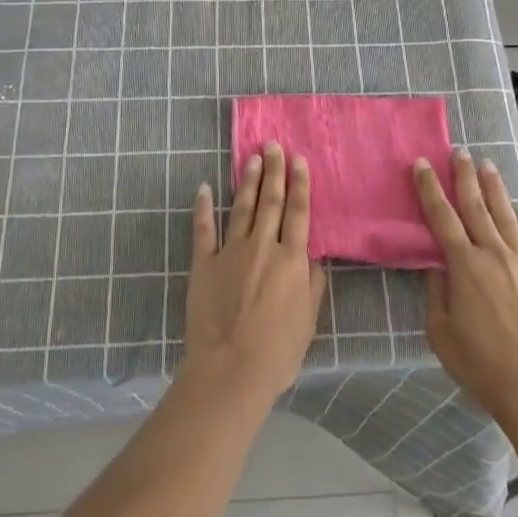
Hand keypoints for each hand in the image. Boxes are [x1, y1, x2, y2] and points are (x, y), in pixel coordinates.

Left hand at [182, 143, 327, 405]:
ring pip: (242, 207)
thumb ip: (312, 285)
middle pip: (270, 201)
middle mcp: (263, 246)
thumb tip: (314, 257)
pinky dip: (203, 206)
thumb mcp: (308, 321)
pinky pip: (203, 229)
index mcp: (291, 260)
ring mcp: (230, 252)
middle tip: (274, 145)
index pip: (298, 212)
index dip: (300, 184)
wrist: (230, 371)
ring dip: (247, 181)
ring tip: (252, 158)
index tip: (299, 160)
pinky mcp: (203, 263)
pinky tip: (205, 187)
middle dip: (274, 170)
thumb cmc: (277, 353)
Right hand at [416, 152, 517, 420]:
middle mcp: (494, 254)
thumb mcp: (441, 333)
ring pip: (508, 217)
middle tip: (459, 152)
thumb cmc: (481, 364)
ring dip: (496, 190)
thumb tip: (436, 267)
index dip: (429, 188)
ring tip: (489, 166)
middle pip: (476, 207)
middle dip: (464, 177)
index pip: (441, 217)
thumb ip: (436, 295)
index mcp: (464, 266)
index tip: (422, 164)